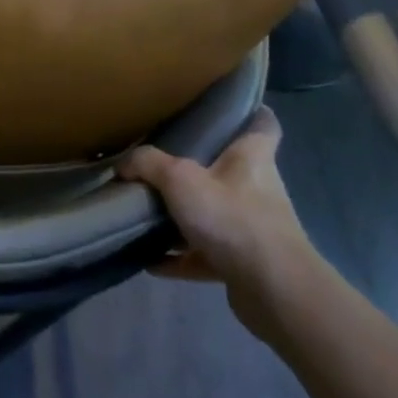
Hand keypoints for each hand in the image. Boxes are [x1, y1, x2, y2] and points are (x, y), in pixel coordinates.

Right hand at [116, 108, 326, 340]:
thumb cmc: (233, 218)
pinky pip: (203, 254)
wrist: (273, 290)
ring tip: (147, 212)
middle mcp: (256, 189)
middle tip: (162, 160)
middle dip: (199, 167)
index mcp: (251, 158)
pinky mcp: (243, 264)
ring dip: (185, 216)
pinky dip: (178, 257)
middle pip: (230, 170)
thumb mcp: (180, 179)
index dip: (251, 112)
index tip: (230, 107)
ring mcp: (252, 229)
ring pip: (214, 214)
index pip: (263, 125)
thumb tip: (123, 163)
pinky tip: (149, 259)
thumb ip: (148, 164)